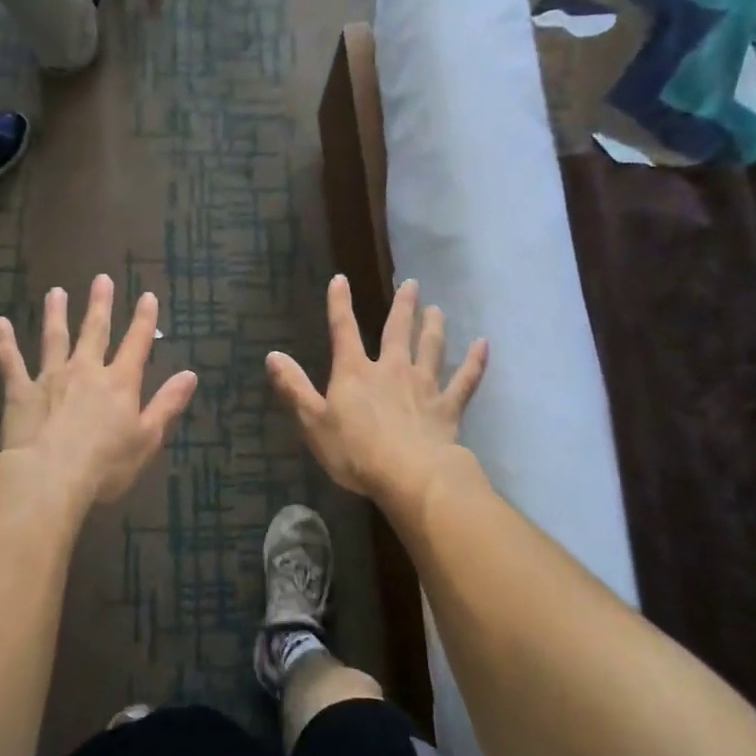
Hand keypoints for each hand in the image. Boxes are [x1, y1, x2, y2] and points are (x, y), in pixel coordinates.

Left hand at [0, 275, 198, 505]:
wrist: (50, 476)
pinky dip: (4, 342)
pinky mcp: (20, 391)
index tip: (148, 295)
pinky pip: (11, 362)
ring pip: (54, 338)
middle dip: (100, 304)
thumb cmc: (106, 465)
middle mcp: (86, 370)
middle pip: (95, 331)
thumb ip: (167, 404)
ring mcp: (50, 377)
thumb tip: (190, 374)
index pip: (137, 343)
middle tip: (101, 279)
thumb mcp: (147, 438)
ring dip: (56, 313)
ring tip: (55, 292)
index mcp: (119, 383)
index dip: (144, 319)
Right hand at [267, 276, 487, 517]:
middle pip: (397, 331)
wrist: (410, 476)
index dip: (339, 304)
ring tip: (437, 309)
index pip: (343, 330)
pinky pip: (464, 380)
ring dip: (433, 327)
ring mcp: (423, 386)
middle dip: (403, 307)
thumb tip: (272, 355)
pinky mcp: (447, 407)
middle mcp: (391, 370)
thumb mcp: (313, 422)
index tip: (340, 279)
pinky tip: (483, 345)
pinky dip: (475, 362)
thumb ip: (294, 388)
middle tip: (412, 284)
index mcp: (355, 372)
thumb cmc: (355, 451)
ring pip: (431, 348)